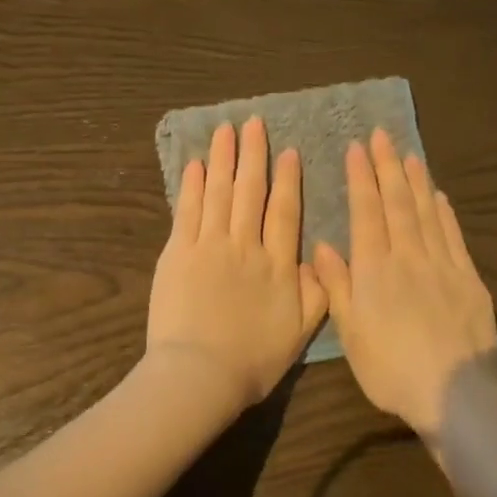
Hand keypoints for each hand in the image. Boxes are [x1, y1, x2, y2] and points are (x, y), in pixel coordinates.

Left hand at [147, 117, 328, 411]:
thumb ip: (316, 294)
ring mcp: (209, 246)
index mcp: (278, 266)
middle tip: (253, 123)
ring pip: (218, 193)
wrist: (201, 374)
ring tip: (225, 130)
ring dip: (222, 159)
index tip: (289, 152)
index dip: (288, 180)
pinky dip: (191, 186)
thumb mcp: (300, 334)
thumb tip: (318, 259)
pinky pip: (187, 211)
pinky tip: (195, 165)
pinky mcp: (178, 254)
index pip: (285, 212)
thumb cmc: (253, 361)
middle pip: (250, 192)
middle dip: (253, 155)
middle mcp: (245, 246)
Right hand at [313, 128, 496, 438]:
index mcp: (375, 270)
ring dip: (417, 181)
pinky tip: (439, 195)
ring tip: (409, 154)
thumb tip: (323, 245)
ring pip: (427, 213)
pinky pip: (454, 236)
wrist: (453, 393)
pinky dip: (445, 212)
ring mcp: (443, 266)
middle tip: (382, 135)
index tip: (357, 148)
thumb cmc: (390, 369)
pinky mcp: (469, 280)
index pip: (367, 213)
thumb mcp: (351, 333)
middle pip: (398, 203)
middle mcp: (408, 257)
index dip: (361, 178)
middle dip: (388, 167)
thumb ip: (337, 286)